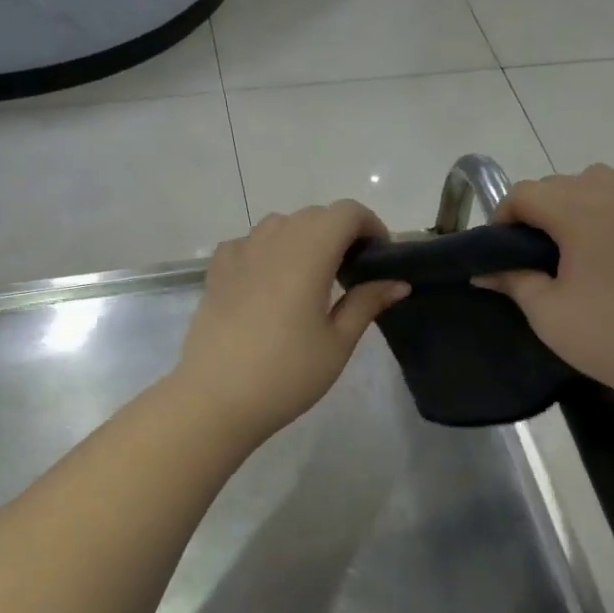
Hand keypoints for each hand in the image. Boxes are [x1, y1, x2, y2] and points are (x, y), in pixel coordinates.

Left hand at [172, 202, 408, 443]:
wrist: (216, 399)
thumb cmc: (287, 374)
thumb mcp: (337, 342)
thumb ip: (367, 303)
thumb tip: (397, 282)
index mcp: (308, 253)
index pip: (346, 213)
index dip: (370, 225)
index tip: (379, 257)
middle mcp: (273, 241)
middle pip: (314, 216)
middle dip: (340, 233)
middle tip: (352, 274)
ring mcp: (239, 253)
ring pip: (280, 225)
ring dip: (304, 239)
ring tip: (312, 278)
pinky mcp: (217, 271)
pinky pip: (249, 242)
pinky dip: (269, 250)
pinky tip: (271, 282)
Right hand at [475, 166, 613, 403]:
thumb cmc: (604, 335)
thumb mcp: (546, 311)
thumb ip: (513, 281)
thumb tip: (483, 272)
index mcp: (581, 214)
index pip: (527, 192)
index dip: (503, 215)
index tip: (499, 249)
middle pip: (561, 182)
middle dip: (536, 207)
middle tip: (528, 250)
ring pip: (599, 182)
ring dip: (573, 200)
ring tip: (568, 242)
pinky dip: (605, 212)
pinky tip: (603, 254)